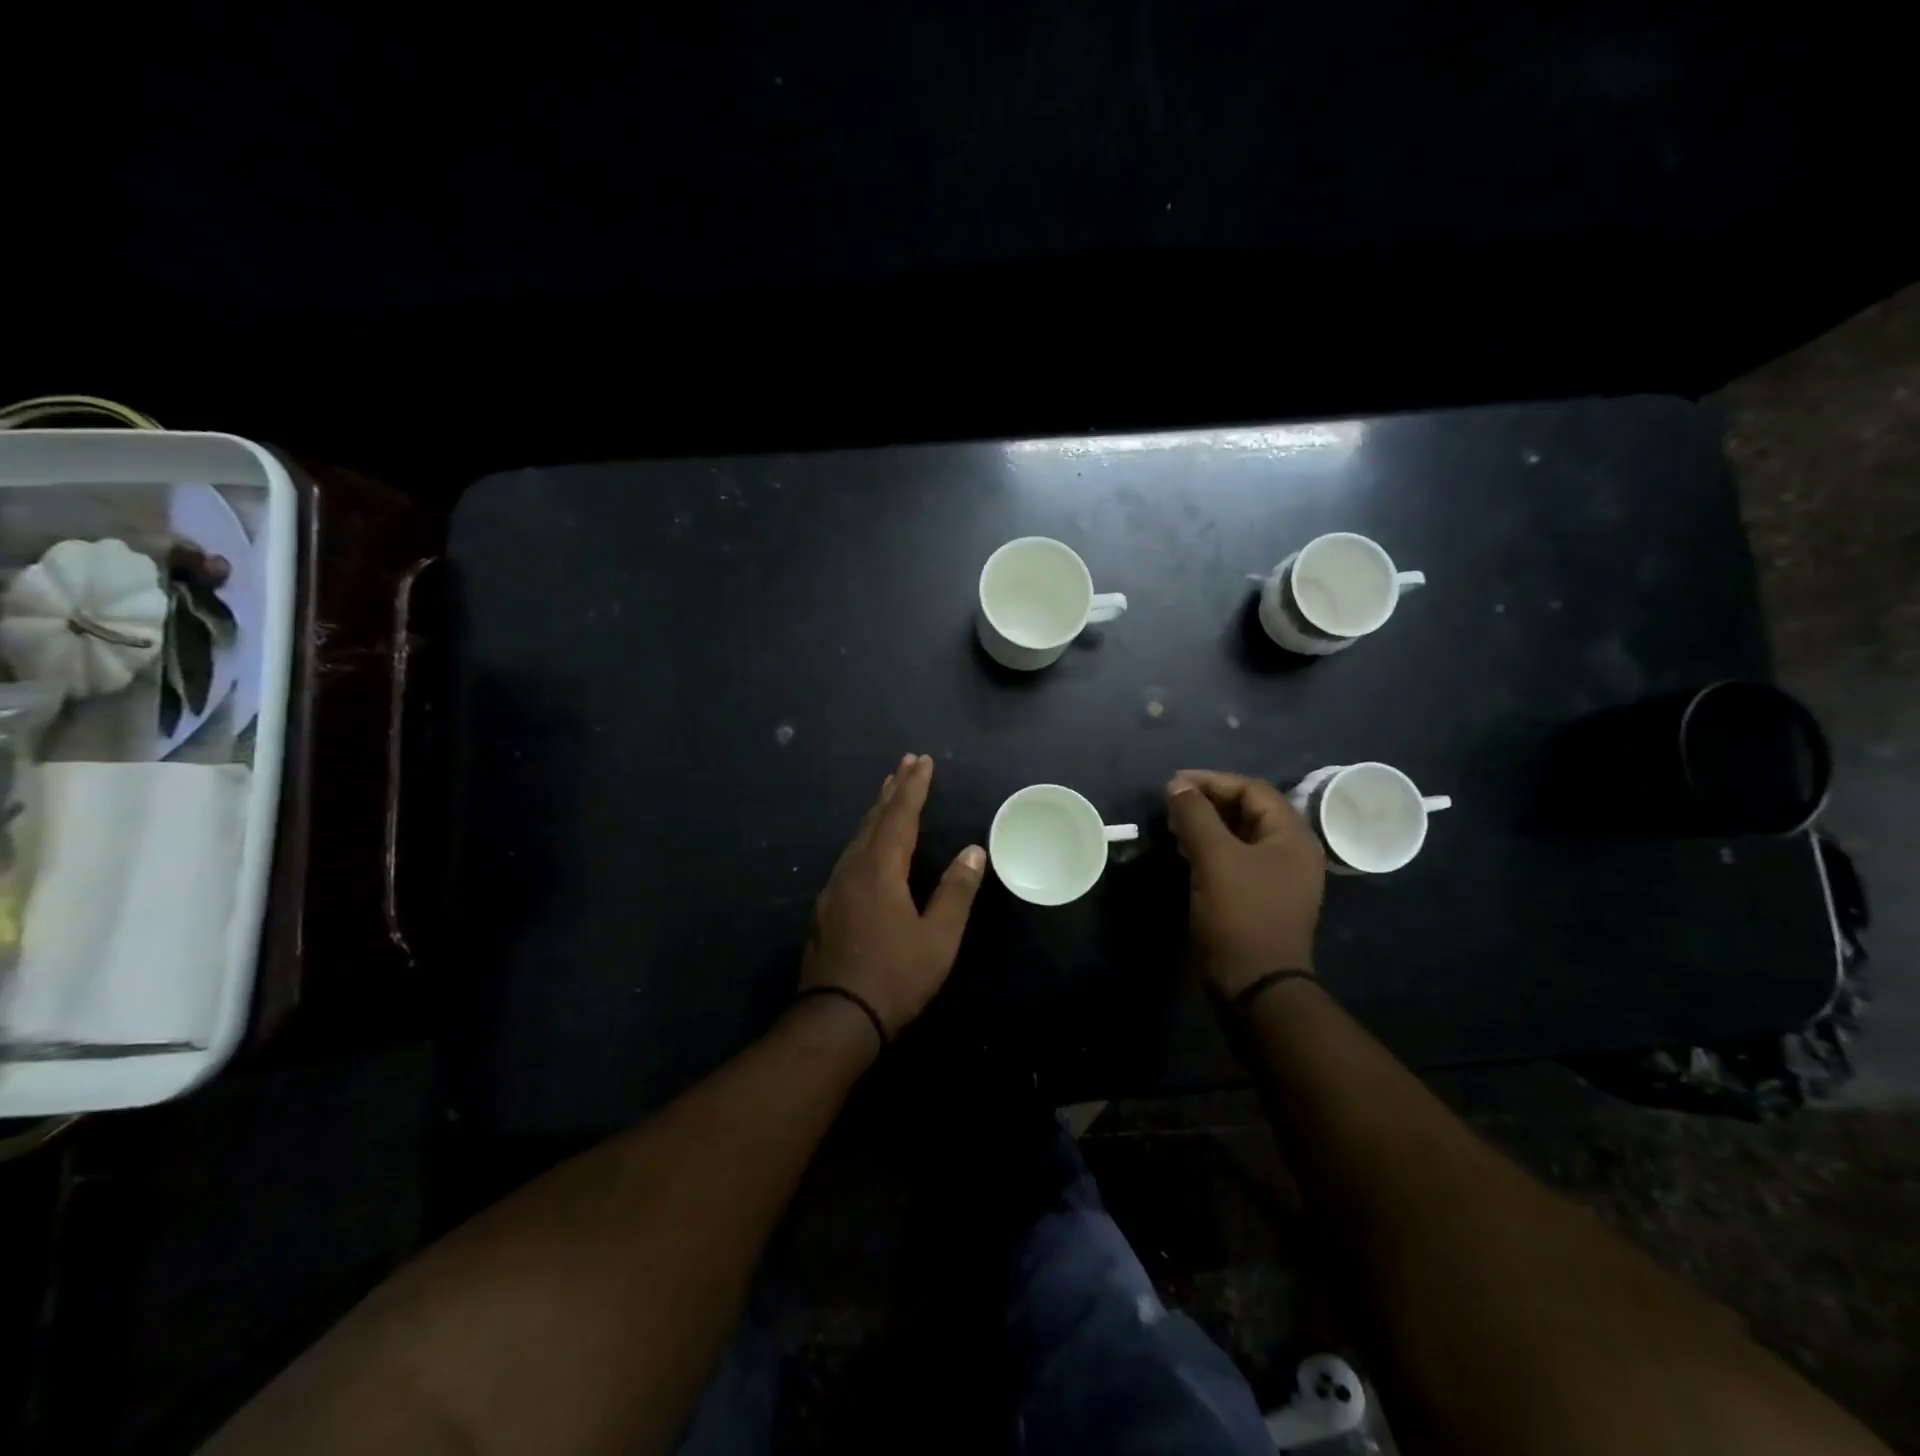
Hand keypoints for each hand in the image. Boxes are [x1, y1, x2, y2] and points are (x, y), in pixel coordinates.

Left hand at [800, 753, 985, 1039]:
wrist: (836, 1019)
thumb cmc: (895, 977)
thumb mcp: (938, 938)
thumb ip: (956, 891)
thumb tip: (973, 851)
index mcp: (880, 870)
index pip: (900, 817)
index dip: (914, 788)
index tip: (923, 761)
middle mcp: (852, 869)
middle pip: (874, 819)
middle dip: (893, 789)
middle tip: (906, 762)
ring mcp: (834, 888)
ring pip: (858, 837)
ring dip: (877, 811)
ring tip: (889, 792)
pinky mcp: (826, 907)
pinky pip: (849, 855)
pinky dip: (865, 836)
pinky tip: (869, 845)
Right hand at [1165, 769, 1324, 997]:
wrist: (1256, 985)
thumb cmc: (1240, 914)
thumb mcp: (1214, 858)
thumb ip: (1196, 815)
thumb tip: (1177, 785)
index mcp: (1291, 836)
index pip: (1251, 789)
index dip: (1211, 781)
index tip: (1173, 784)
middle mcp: (1291, 851)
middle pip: (1247, 810)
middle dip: (1207, 802)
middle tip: (1170, 805)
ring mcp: (1278, 876)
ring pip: (1239, 835)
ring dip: (1206, 825)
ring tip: (1172, 827)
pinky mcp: (1261, 897)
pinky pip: (1235, 859)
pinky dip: (1210, 849)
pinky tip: (1185, 853)